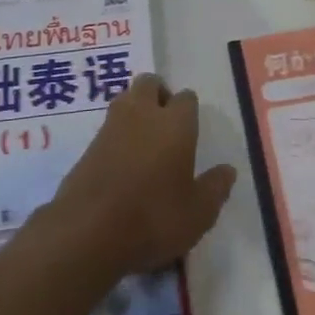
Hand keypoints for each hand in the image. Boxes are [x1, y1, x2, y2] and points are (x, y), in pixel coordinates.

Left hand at [47, 74, 236, 281]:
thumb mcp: (198, 213)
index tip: (191, 131)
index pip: (186, 98)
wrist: (88, 232)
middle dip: (159, 94)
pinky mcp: (87, 146)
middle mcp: (142, 114)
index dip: (189, 110)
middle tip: (166, 123)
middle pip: (150, 83)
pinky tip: (121, 162)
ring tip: (144, 140)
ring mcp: (110, 127)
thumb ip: (216, 188)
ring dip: (135, 109)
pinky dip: (116, 135)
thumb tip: (227, 170)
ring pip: (125, 99)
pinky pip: (107, 127)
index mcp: (175, 123)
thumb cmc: (153, 218)